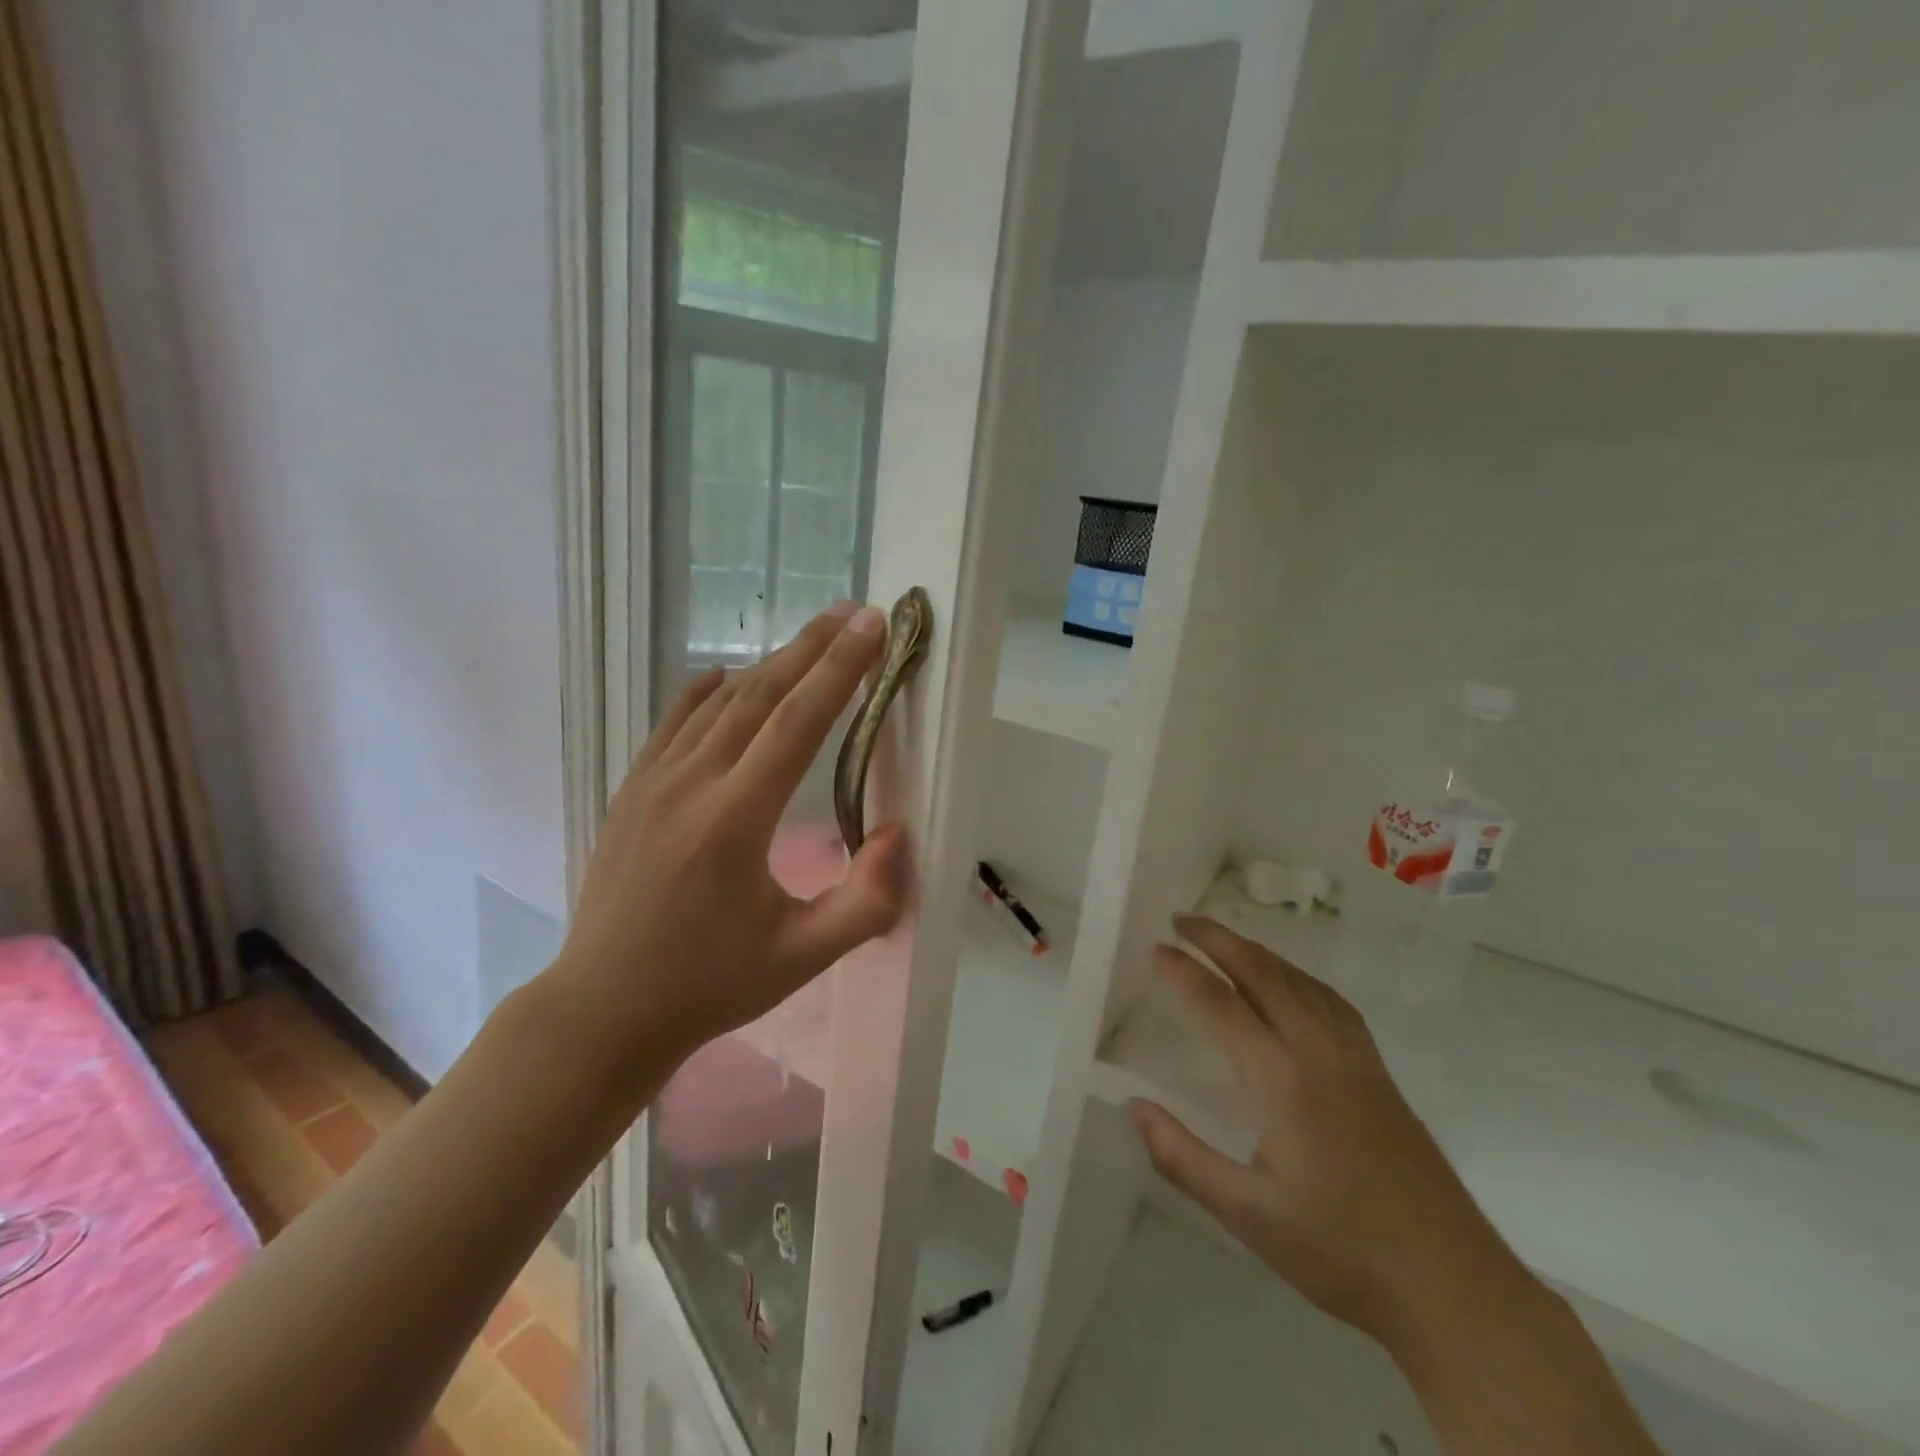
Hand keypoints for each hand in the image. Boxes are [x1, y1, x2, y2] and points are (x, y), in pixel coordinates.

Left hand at [547, 601, 911, 1077]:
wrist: (604, 1010)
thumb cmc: (709, 985)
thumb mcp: (802, 957)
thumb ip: (866, 901)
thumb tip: (896, 835)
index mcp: (733, 820)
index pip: (797, 723)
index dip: (840, 670)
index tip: (871, 627)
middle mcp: (690, 785)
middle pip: (759, 696)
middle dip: (810, 648)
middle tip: (852, 612)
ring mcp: (652, 783)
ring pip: (718, 703)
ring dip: (768, 665)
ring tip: (808, 637)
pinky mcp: (632, 792)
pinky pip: (674, 724)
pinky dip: (705, 692)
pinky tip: (723, 675)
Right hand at [1130, 915, 1524, 1350]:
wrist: (1452, 1286)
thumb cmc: (1340, 1251)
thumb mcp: (1248, 1216)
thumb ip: (1183, 1158)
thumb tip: (1134, 1106)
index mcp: (1280, 1081)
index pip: (1221, 1005)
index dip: (1184, 972)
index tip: (1155, 949)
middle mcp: (1317, 1052)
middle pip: (1263, 974)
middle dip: (1218, 939)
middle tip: (1181, 920)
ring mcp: (1355, 1058)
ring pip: (1299, 981)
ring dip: (1257, 950)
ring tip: (1223, 939)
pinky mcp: (1379, 1073)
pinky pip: (1331, 1001)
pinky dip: (1298, 975)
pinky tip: (1291, 983)